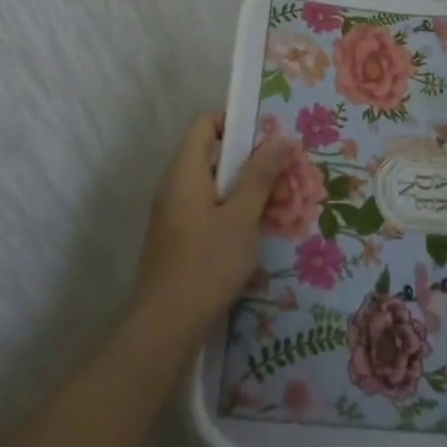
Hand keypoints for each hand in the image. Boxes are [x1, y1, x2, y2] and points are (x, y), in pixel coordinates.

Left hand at [130, 113, 285, 339]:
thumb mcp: (242, 216)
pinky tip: (253, 230)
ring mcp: (171, 212)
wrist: (165, 325)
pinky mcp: (175, 237)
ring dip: (241, 187)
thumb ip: (260, 175)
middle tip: (280, 169)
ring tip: (275, 200)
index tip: (265, 136)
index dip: (234, 121)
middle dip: (246, 158)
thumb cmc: (207, 262)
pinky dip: (228, 209)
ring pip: (210, 183)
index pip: (204, 123)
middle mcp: (173, 184)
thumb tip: (278, 137)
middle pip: (209, 152)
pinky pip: (204, 207)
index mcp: (185, 170)